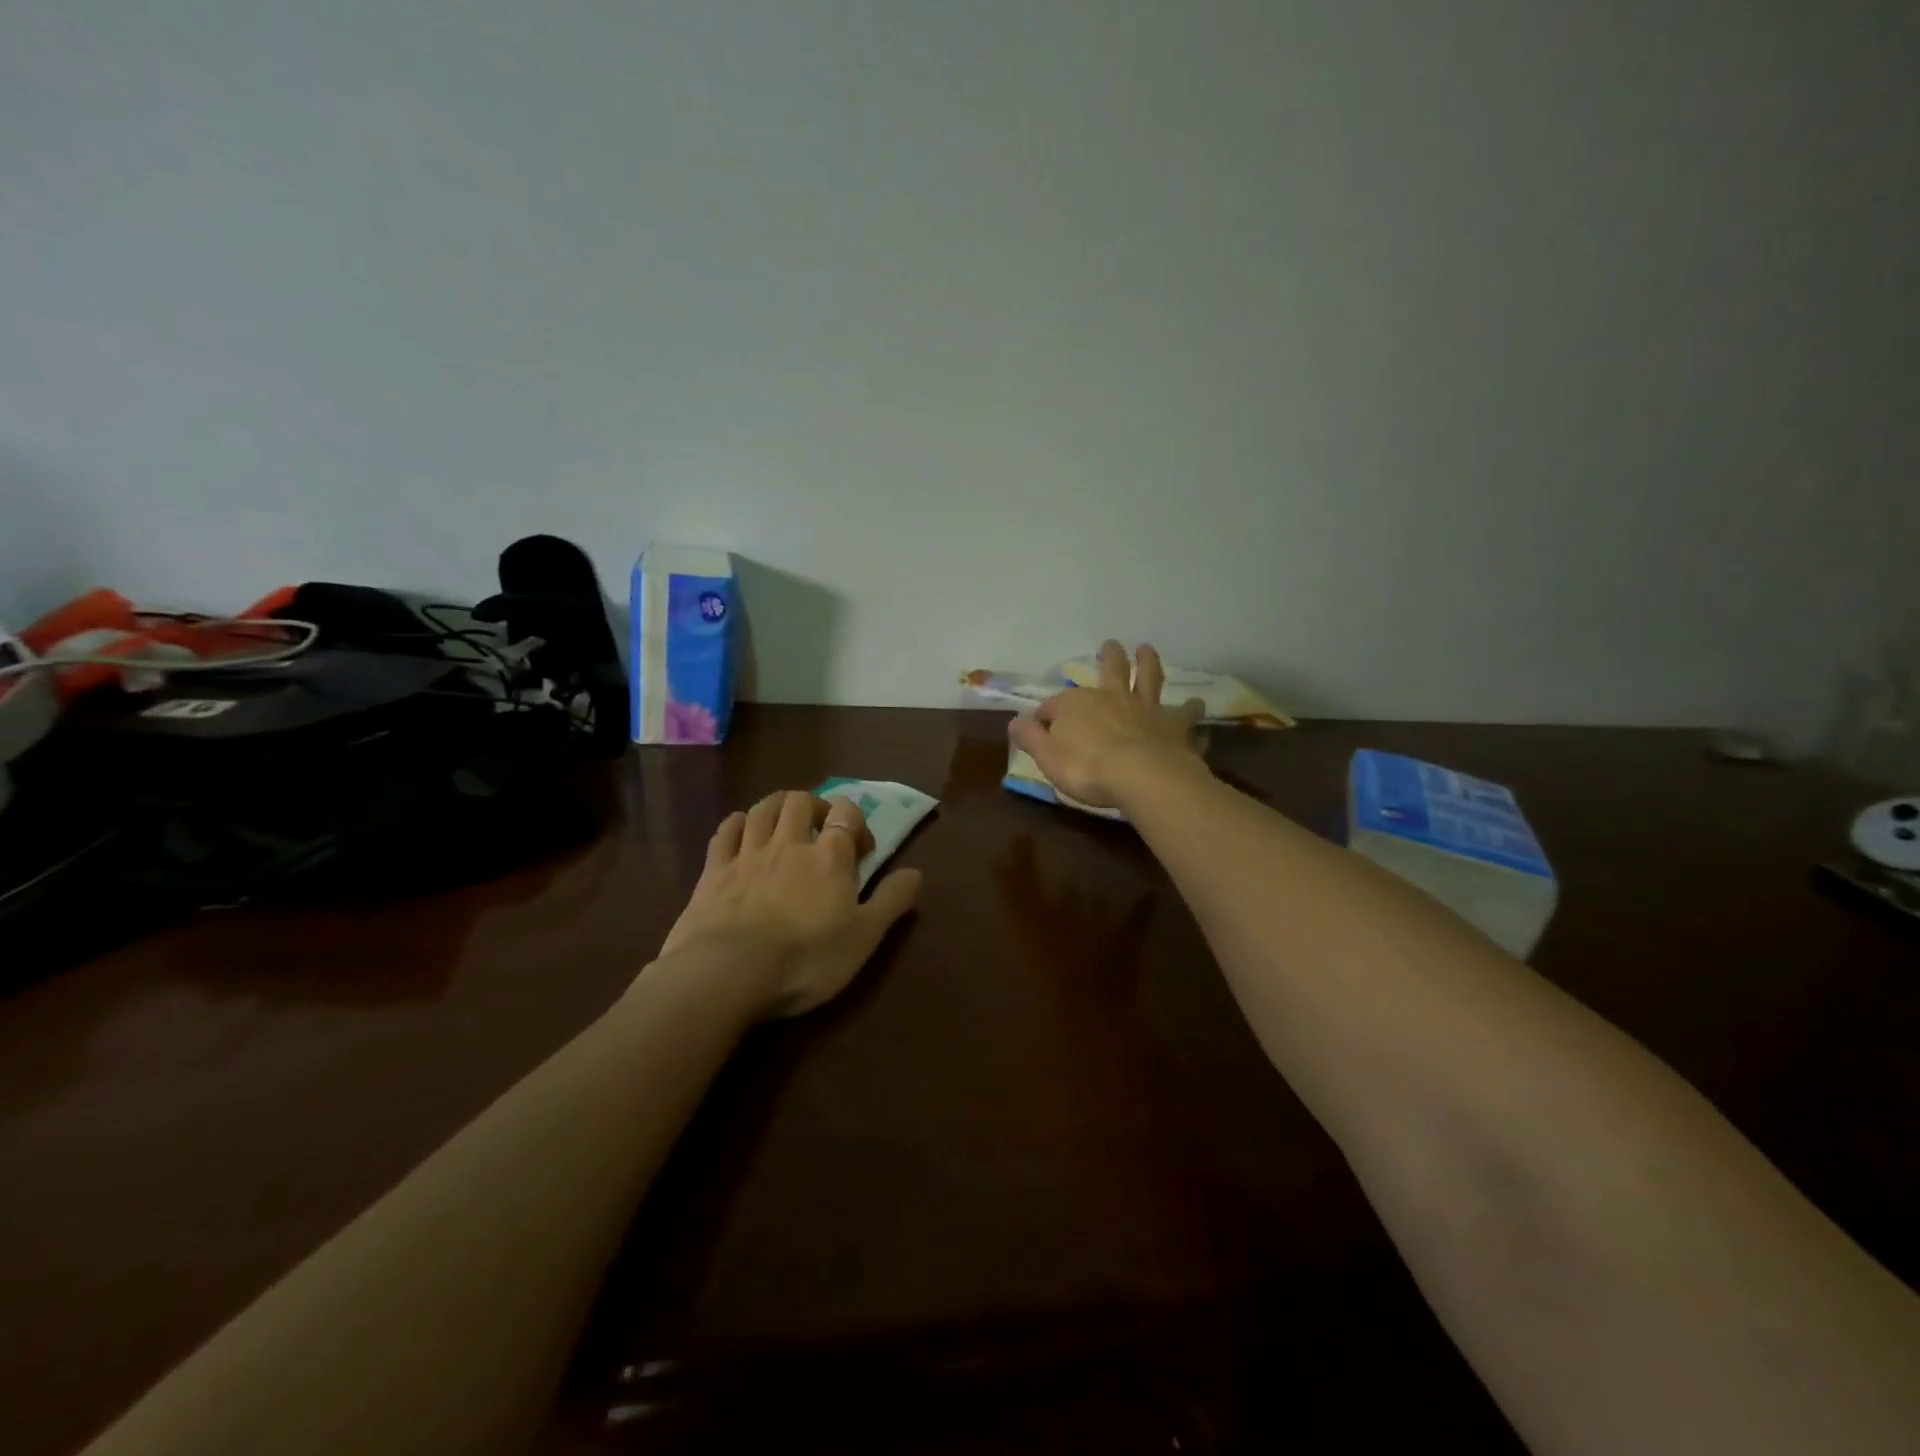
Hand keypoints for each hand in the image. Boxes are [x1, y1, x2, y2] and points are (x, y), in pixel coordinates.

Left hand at [658, 790, 923, 1018]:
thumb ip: (891, 901)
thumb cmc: (807, 958)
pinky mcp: (713, 871)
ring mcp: (747, 854)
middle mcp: (789, 843)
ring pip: (762, 808)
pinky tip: (742, 831)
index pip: (845, 812)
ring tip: (784, 821)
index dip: (856, 821)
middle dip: (814, 806)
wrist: (729, 974)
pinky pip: (725, 831)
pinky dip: (737, 823)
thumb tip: (916, 872)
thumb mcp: (864, 937)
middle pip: (800, 801)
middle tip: (821, 829)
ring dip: (777, 806)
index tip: (861, 850)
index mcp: (830, 855)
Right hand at [1007, 641, 1205, 810]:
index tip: (1039, 727)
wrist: (1140, 777)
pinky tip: (1197, 707)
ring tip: (1148, 650)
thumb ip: (1030, 737)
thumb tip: (1014, 721)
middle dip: (1109, 656)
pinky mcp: (1174, 728)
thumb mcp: (1046, 756)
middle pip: (1111, 671)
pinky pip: (1184, 718)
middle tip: (1112, 644)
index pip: (1054, 706)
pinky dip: (1190, 713)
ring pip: (1149, 680)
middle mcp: (1113, 698)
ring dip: (1149, 664)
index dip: (1045, 716)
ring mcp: (1146, 710)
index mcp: (1077, 704)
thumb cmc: (1086, 768)